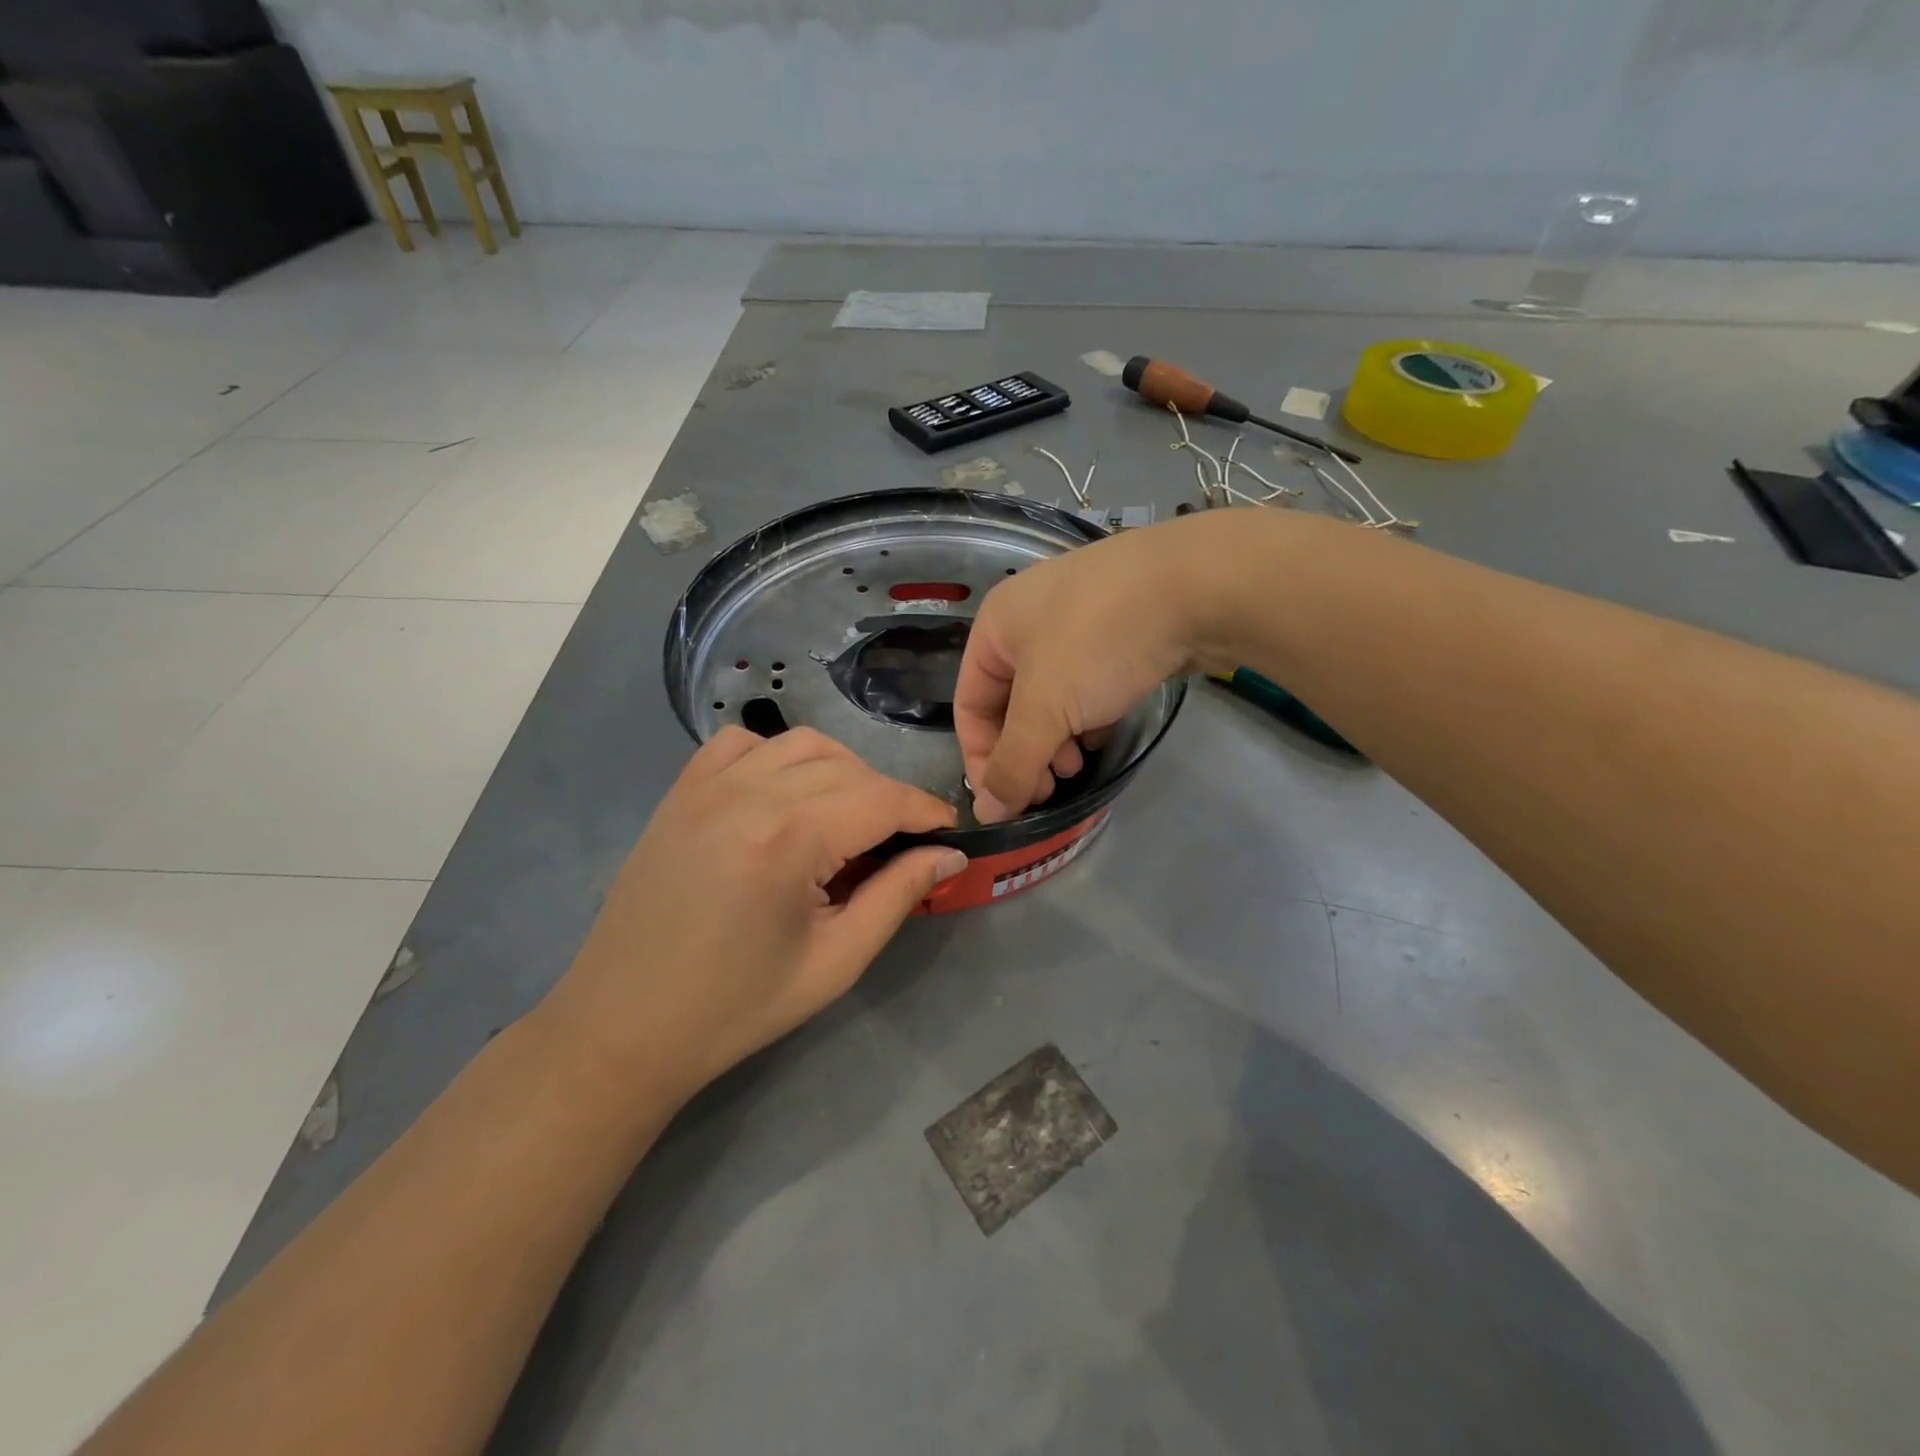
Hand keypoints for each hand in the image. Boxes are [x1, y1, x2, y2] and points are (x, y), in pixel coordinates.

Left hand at [541, 726, 965, 1105]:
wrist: (625, 1026)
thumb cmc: (737, 1006)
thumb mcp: (835, 961)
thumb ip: (897, 895)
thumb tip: (949, 855)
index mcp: (788, 839)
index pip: (881, 798)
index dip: (924, 810)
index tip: (950, 830)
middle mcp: (747, 794)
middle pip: (847, 768)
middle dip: (888, 797)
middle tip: (902, 841)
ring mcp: (706, 786)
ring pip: (800, 744)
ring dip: (841, 769)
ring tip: (849, 816)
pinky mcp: (680, 793)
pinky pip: (741, 743)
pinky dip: (778, 755)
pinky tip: (784, 794)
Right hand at [955, 513, 1244, 821]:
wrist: (1197, 585)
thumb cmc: (1098, 641)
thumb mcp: (1045, 708)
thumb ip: (1013, 764)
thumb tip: (987, 814)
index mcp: (996, 626)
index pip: (969, 705)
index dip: (981, 758)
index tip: (1007, 802)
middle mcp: (1029, 621)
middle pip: (1011, 705)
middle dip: (1025, 752)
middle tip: (1049, 789)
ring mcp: (1078, 623)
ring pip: (1052, 699)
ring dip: (1056, 740)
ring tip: (1078, 766)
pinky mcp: (1120, 633)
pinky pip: (1087, 686)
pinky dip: (1088, 718)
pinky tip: (1104, 736)